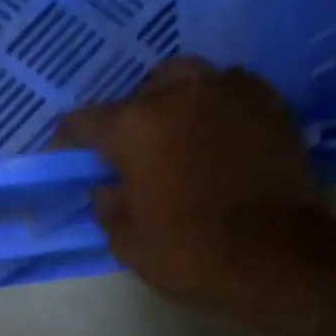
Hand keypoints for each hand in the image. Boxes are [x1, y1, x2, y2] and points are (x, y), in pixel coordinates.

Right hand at [58, 58, 319, 301]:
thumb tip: (107, 187)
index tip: (62, 161)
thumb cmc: (186, 250)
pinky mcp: (270, 102)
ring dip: (172, 107)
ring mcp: (230, 90)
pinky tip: (211, 142)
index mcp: (136, 125)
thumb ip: (108, 205)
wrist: (273, 254)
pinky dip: (211, 112)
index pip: (85, 122)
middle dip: (128, 119)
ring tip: (172, 141)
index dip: (67, 142)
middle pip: (141, 92)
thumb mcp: (126, 240)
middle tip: (126, 154)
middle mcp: (181, 92)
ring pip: (188, 82)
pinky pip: (227, 94)